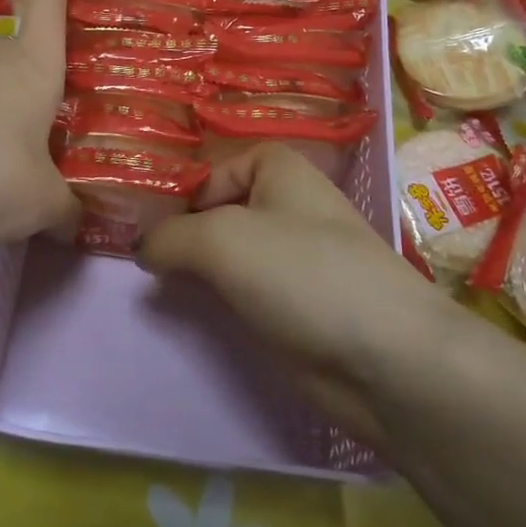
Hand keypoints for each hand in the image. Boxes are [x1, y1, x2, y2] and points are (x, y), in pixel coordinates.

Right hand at [141, 144, 462, 449]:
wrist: (386, 358)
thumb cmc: (303, 273)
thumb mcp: (221, 239)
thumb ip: (170, 236)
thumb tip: (142, 249)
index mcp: (279, 170)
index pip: (215, 168)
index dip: (181, 192)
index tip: (147, 225)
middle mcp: (287, 207)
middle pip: (219, 211)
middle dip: (182, 233)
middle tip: (139, 260)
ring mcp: (293, 261)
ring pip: (229, 255)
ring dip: (197, 270)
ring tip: (157, 288)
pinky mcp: (295, 308)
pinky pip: (243, 293)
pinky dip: (219, 300)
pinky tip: (195, 315)